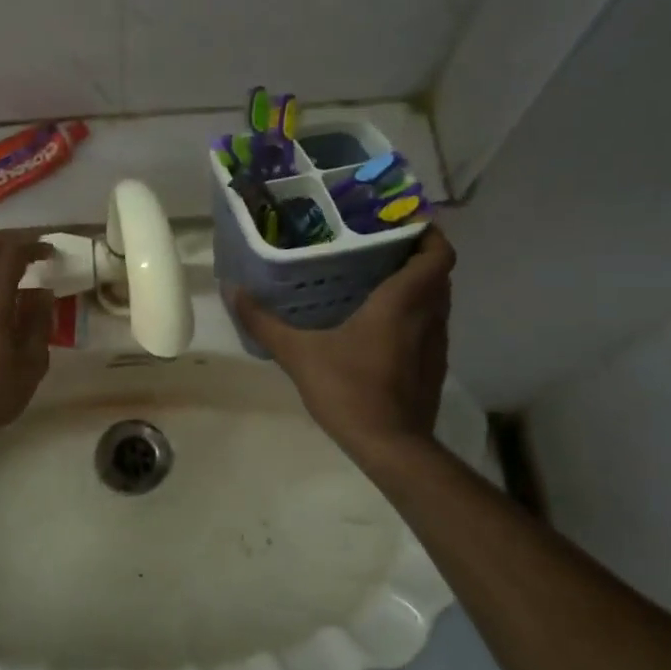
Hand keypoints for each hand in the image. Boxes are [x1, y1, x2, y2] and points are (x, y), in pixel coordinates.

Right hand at [230, 224, 455, 453]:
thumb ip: (264, 322)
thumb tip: (232, 290)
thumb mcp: (298, 354)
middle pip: (438, 273)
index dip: (428, 232)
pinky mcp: (433, 367)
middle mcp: (428, 317)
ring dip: (417, 286)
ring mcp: (436, 344)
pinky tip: (379, 325)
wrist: (391, 448)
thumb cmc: (350, 390)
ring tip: (376, 279)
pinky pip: (430, 326)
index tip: (401, 222)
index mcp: (403, 302)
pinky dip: (414, 315)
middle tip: (377, 247)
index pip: (438, 253)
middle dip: (415, 255)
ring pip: (436, 301)